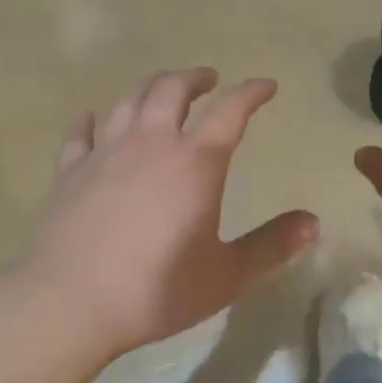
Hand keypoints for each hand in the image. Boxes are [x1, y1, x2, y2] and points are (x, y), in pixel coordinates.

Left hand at [14, 69, 317, 360]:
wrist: (68, 304)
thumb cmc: (156, 290)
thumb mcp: (226, 275)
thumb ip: (271, 246)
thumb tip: (313, 222)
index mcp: (194, 163)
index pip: (230, 111)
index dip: (251, 92)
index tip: (266, 85)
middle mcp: (150, 144)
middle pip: (171, 90)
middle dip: (194, 78)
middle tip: (209, 80)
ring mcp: (104, 153)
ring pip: (128, 102)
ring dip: (150, 89)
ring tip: (162, 91)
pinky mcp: (69, 172)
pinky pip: (81, 133)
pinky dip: (92, 120)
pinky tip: (93, 118)